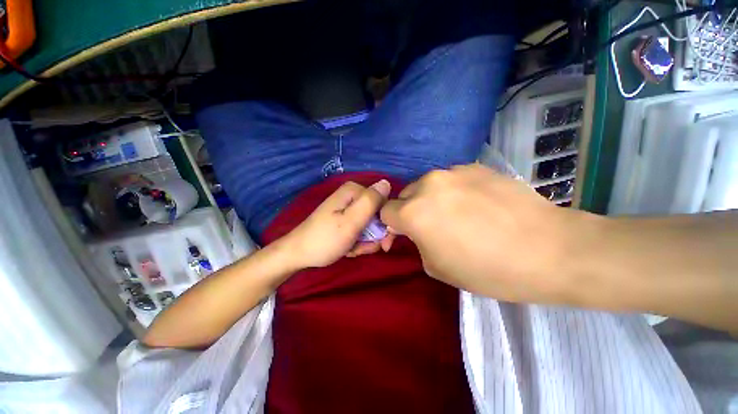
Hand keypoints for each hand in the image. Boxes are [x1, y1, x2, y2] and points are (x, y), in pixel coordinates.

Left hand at [280, 179, 393, 268]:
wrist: (299, 254)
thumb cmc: (326, 239)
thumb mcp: (351, 221)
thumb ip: (371, 202)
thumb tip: (387, 182)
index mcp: (354, 191)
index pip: (384, 204)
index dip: (386, 225)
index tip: (382, 243)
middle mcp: (353, 196)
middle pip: (377, 216)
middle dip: (374, 236)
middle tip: (363, 248)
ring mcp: (349, 208)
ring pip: (371, 226)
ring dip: (366, 242)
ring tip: (352, 249)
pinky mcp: (345, 219)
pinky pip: (361, 230)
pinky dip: (358, 242)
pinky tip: (348, 249)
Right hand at [380, 164, 601, 303]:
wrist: (549, 250)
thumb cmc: (487, 269)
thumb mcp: (436, 267)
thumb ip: (417, 243)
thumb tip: (415, 231)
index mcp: (414, 212)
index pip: (385, 211)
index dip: (391, 225)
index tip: (403, 235)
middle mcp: (427, 185)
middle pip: (404, 195)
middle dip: (410, 210)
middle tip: (431, 226)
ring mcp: (452, 172)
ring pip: (427, 185)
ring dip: (431, 199)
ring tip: (456, 214)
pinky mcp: (475, 166)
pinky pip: (451, 179)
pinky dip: (454, 190)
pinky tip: (477, 204)